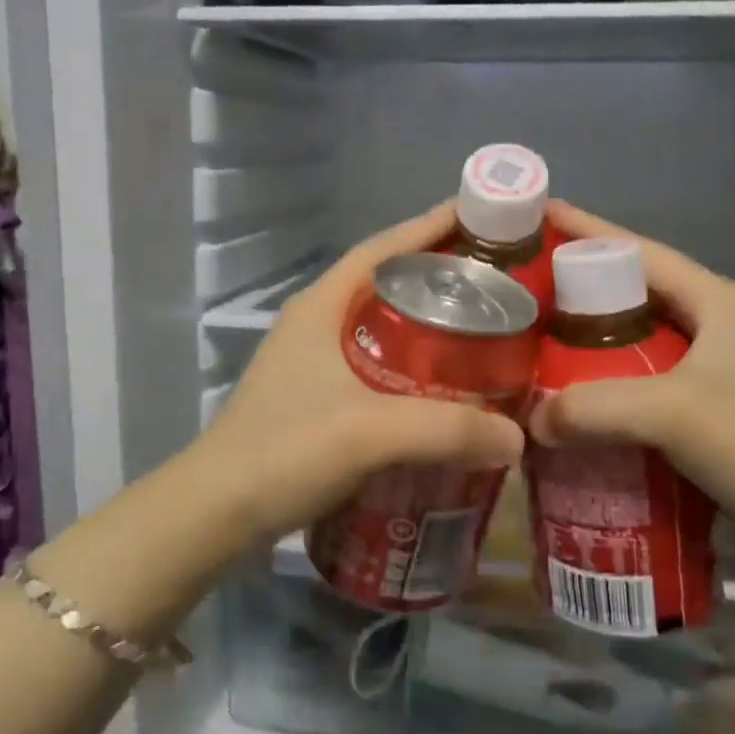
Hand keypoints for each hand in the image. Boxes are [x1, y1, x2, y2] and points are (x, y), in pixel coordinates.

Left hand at [194, 204, 525, 545]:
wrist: (216, 513)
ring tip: (485, 336)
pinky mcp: (319, 400)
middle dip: (441, 280)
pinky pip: (380, 369)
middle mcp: (317, 324)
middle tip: (501, 287)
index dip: (431, 228)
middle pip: (388, 285)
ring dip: (430, 328)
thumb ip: (447, 429)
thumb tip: (518, 436)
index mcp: (321, 306)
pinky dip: (416, 371)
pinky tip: (447, 393)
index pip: (383, 248)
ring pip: (385, 329)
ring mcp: (314, 363)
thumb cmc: (284, 452)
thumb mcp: (368, 432)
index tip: (484, 220)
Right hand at [528, 201, 734, 542]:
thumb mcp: (672, 414)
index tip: (535, 216)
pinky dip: (600, 376)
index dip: (584, 231)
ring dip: (584, 336)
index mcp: (710, 298)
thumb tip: (529, 419)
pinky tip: (568, 392)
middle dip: (575, 285)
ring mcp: (707, 362)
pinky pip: (635, 373)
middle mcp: (709, 320)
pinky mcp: (701, 401)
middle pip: (629, 289)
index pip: (635, 249)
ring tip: (532, 338)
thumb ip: (594, 407)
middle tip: (519, 288)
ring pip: (630, 334)